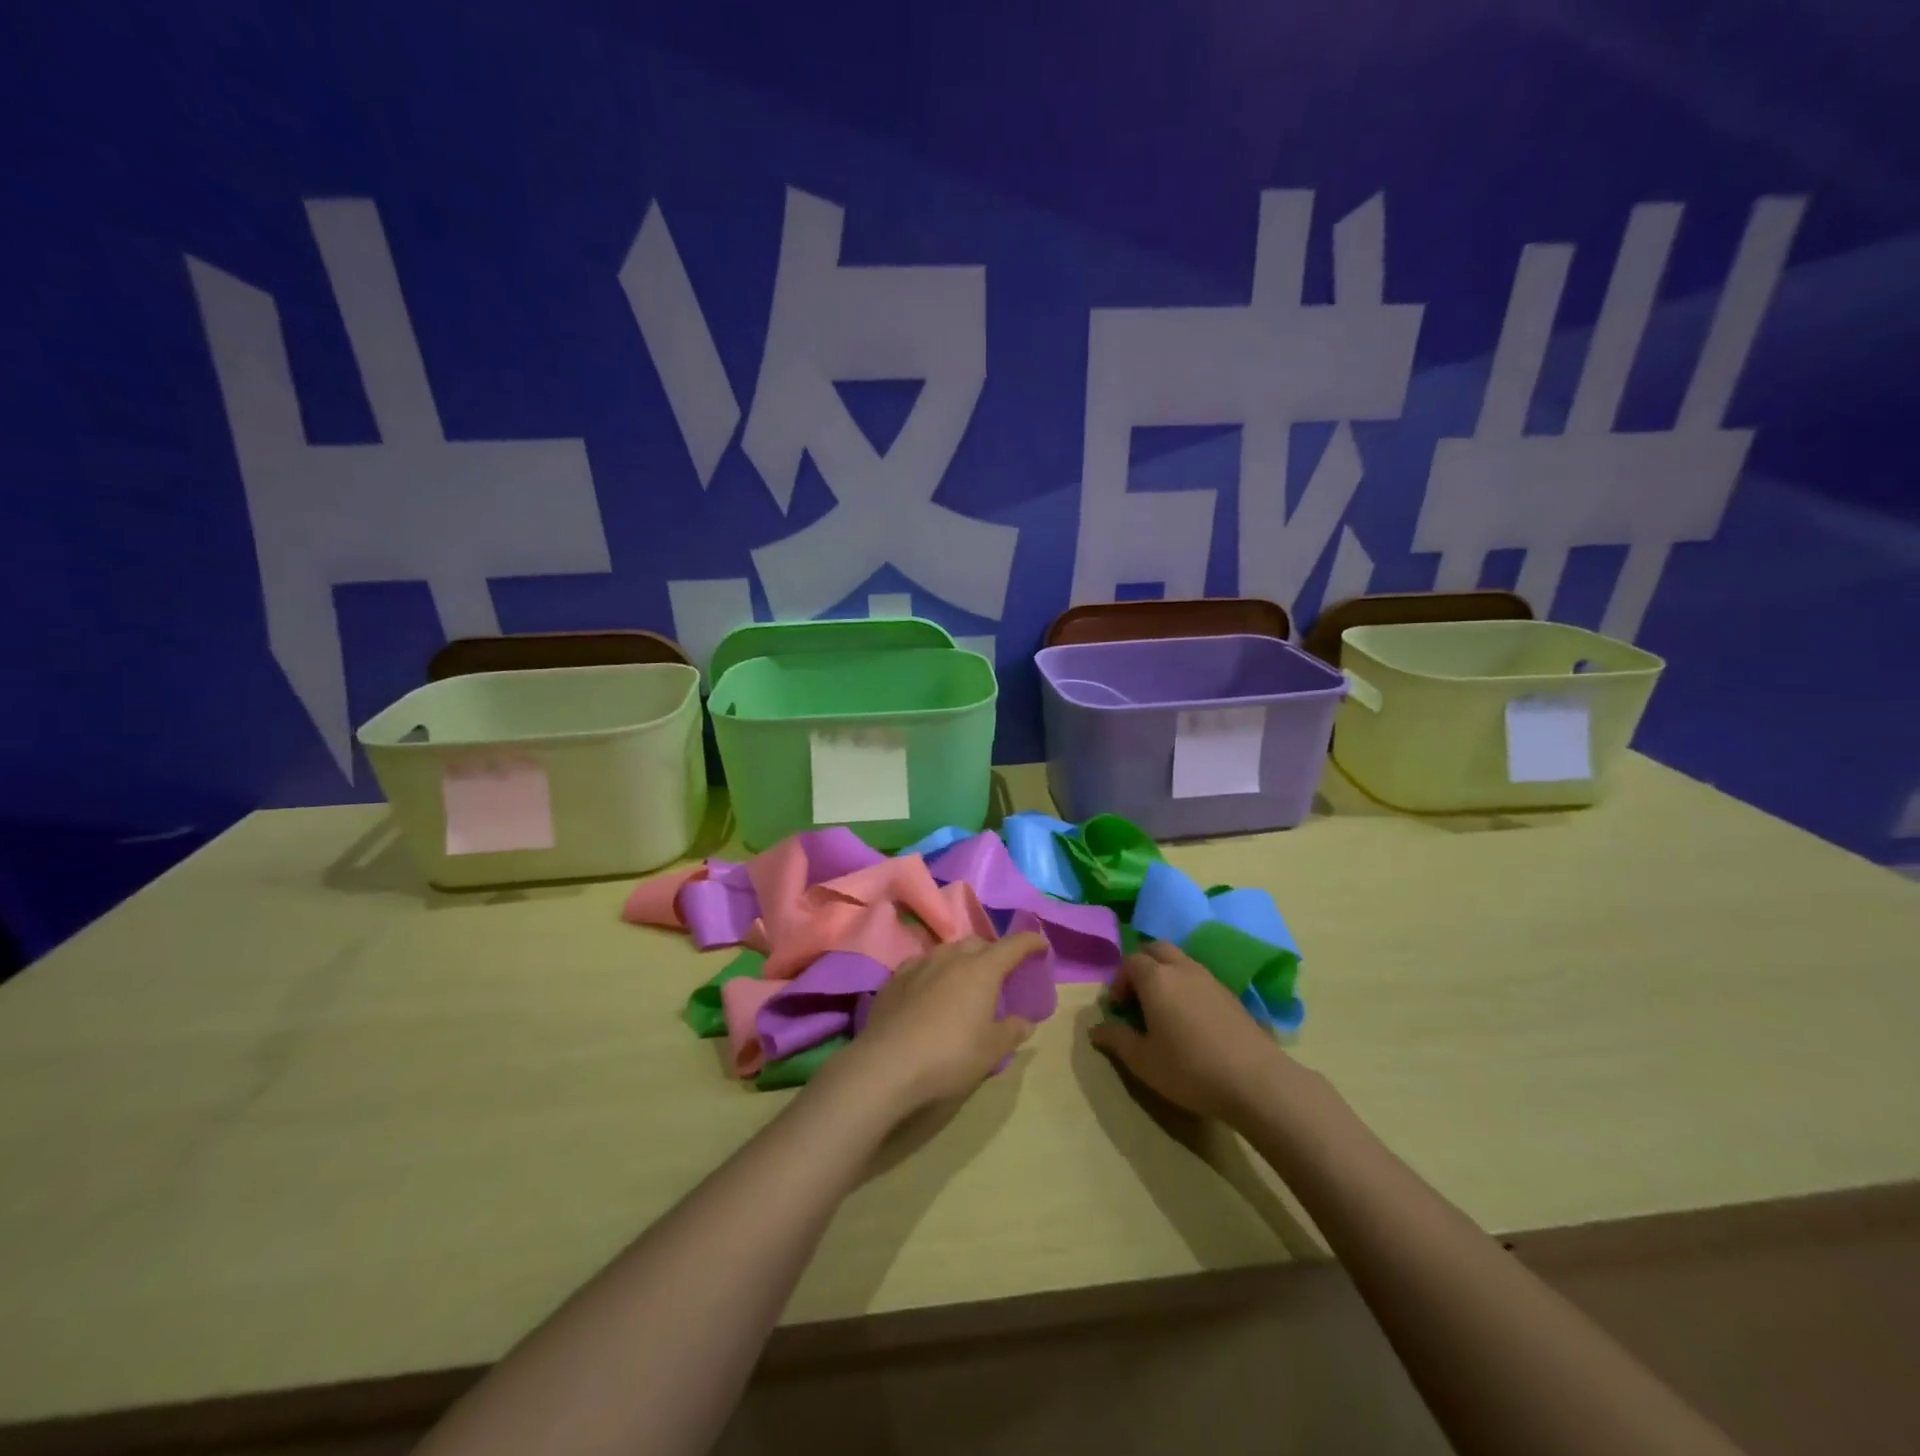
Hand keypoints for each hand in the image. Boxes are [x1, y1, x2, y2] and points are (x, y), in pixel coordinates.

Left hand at [834, 933, 1046, 1115]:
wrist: (887, 1064)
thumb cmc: (949, 1055)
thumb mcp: (991, 1050)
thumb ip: (1011, 1032)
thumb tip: (1024, 1022)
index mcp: (982, 969)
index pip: (1013, 945)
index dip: (1031, 942)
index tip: (1041, 944)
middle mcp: (951, 957)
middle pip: (978, 943)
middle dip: (993, 951)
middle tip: (1001, 971)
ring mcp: (920, 964)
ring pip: (949, 950)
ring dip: (963, 959)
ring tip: (966, 979)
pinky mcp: (895, 978)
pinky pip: (923, 964)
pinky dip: (935, 971)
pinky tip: (932, 988)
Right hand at [1090, 940, 1290, 1123]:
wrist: (1255, 1081)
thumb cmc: (1189, 1068)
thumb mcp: (1143, 1061)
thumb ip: (1116, 1039)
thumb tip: (1096, 1029)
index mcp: (1156, 978)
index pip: (1130, 962)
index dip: (1118, 981)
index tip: (1118, 1009)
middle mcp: (1182, 969)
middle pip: (1156, 949)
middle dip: (1142, 967)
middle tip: (1138, 999)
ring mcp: (1210, 979)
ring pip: (1181, 961)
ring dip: (1166, 975)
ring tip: (1164, 1010)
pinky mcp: (1231, 995)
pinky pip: (1200, 978)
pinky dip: (1187, 987)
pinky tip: (1191, 1021)